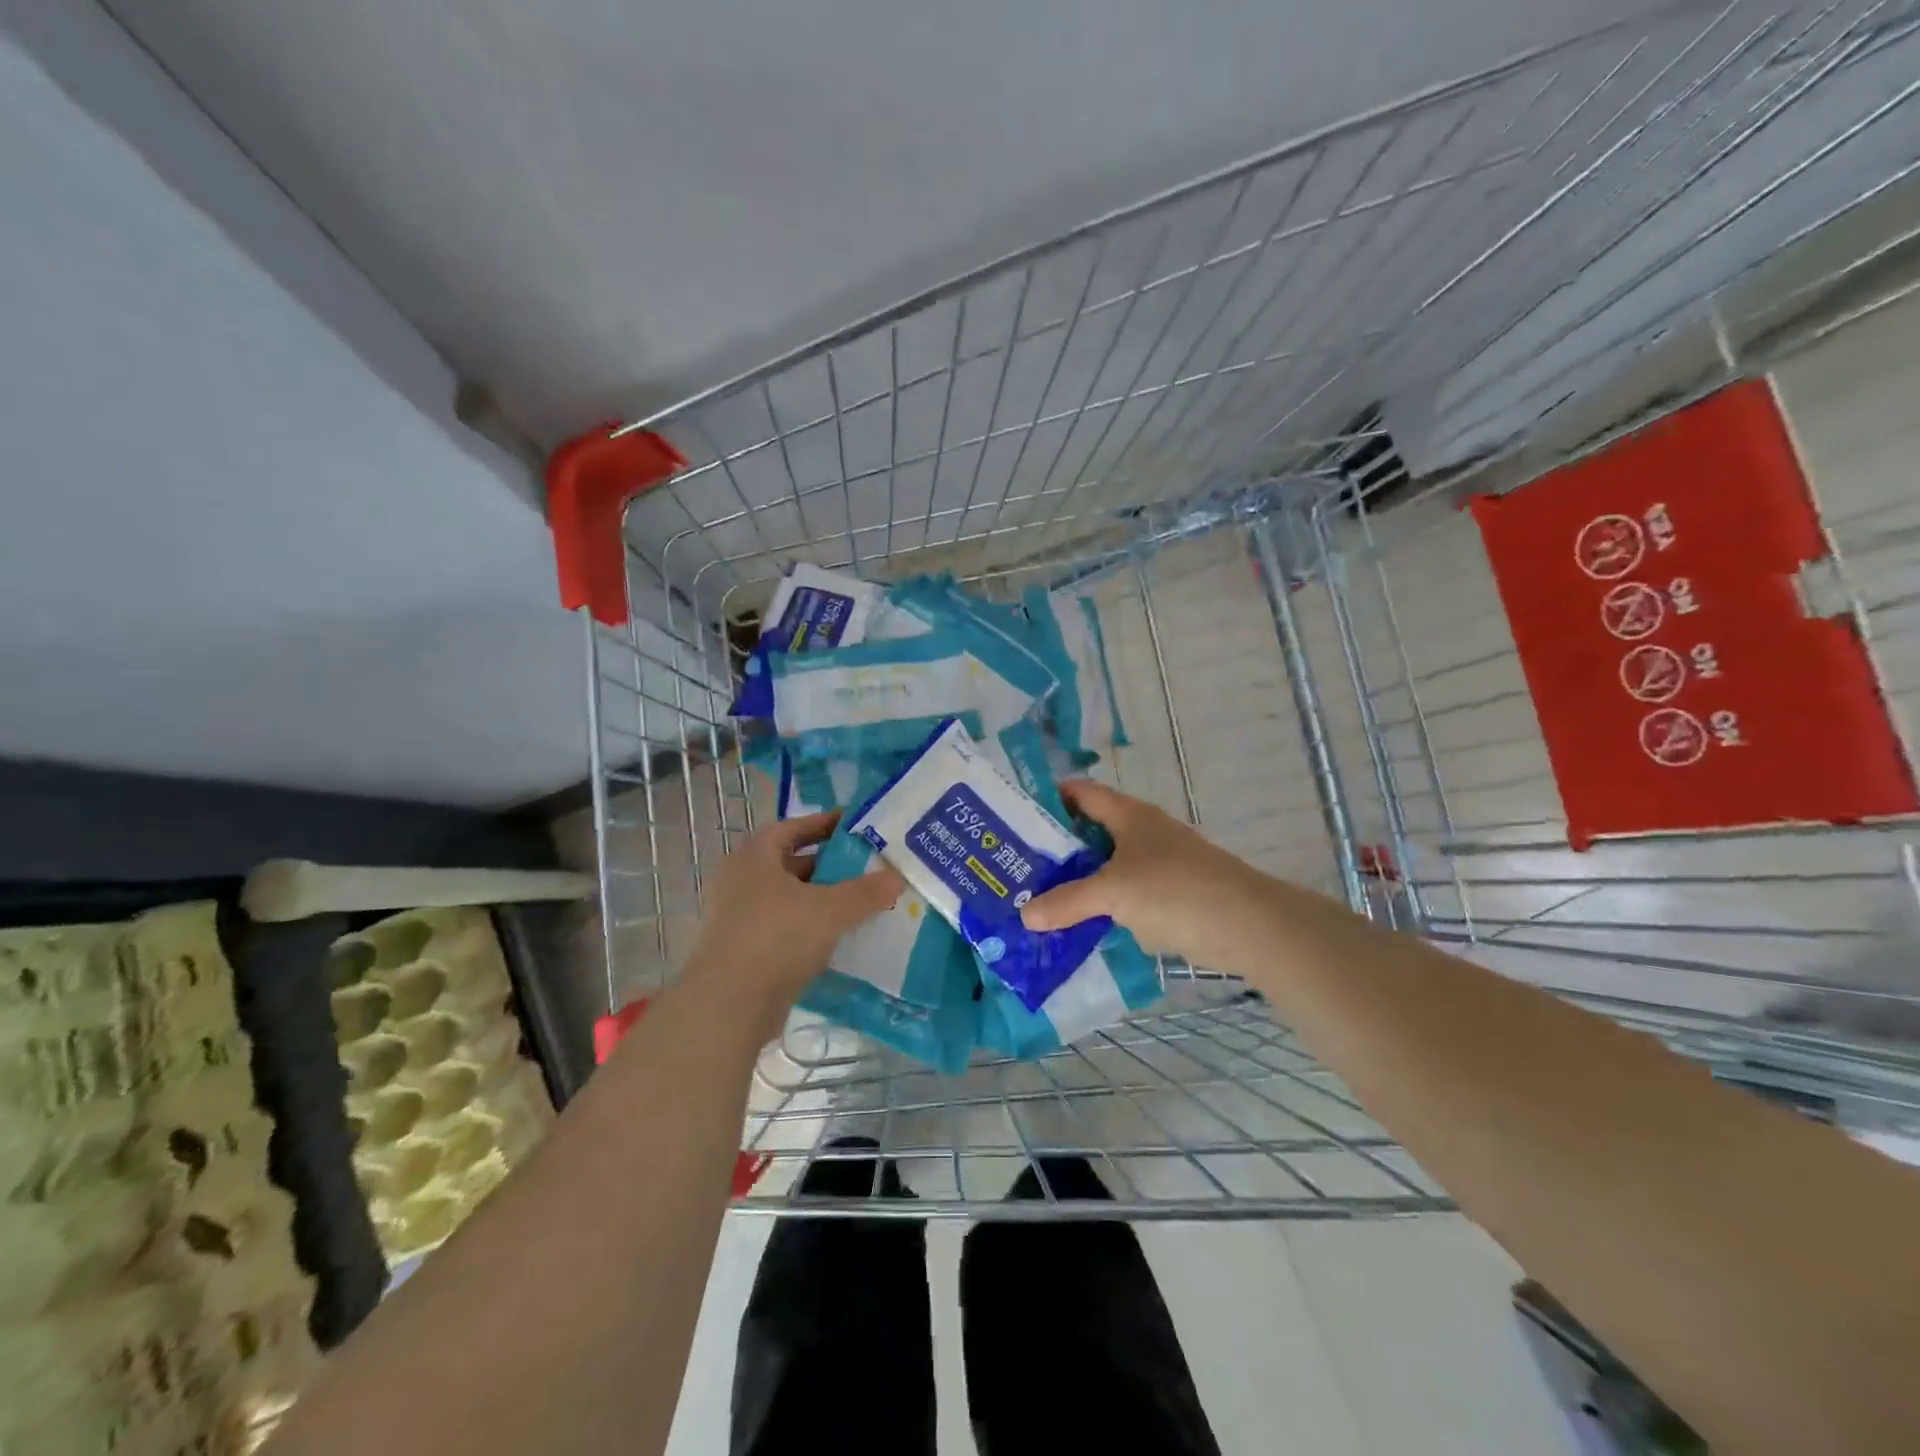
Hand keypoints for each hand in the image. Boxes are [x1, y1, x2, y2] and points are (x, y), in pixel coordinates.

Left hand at [683, 811, 903, 1014]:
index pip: (791, 828)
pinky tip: (840, 937)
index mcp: (753, 857)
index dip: (823, 824)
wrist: (729, 1005)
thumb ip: (865, 892)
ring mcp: (739, 919)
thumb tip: (897, 877)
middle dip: (828, 865)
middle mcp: (740, 882)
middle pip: (790, 864)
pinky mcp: (744, 952)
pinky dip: (810, 928)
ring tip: (861, 902)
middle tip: (866, 866)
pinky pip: (784, 929)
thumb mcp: (829, 909)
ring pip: (789, 900)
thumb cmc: (776, 937)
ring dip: (821, 899)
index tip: (855, 825)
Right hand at [1019, 780, 1266, 968]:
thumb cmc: (1175, 890)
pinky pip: (1123, 895)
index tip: (1015, 817)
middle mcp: (1141, 833)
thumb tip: (1024, 915)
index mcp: (1129, 815)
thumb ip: (1068, 901)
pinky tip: (1076, 924)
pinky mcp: (1167, 897)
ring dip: (1076, 880)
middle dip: (1055, 847)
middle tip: (1016, 865)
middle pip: (1090, 831)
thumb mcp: (1113, 892)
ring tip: (1035, 897)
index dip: (1049, 798)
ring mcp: (1156, 865)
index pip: (1081, 793)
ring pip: (1105, 867)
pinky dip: (1100, 906)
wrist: (1247, 926)